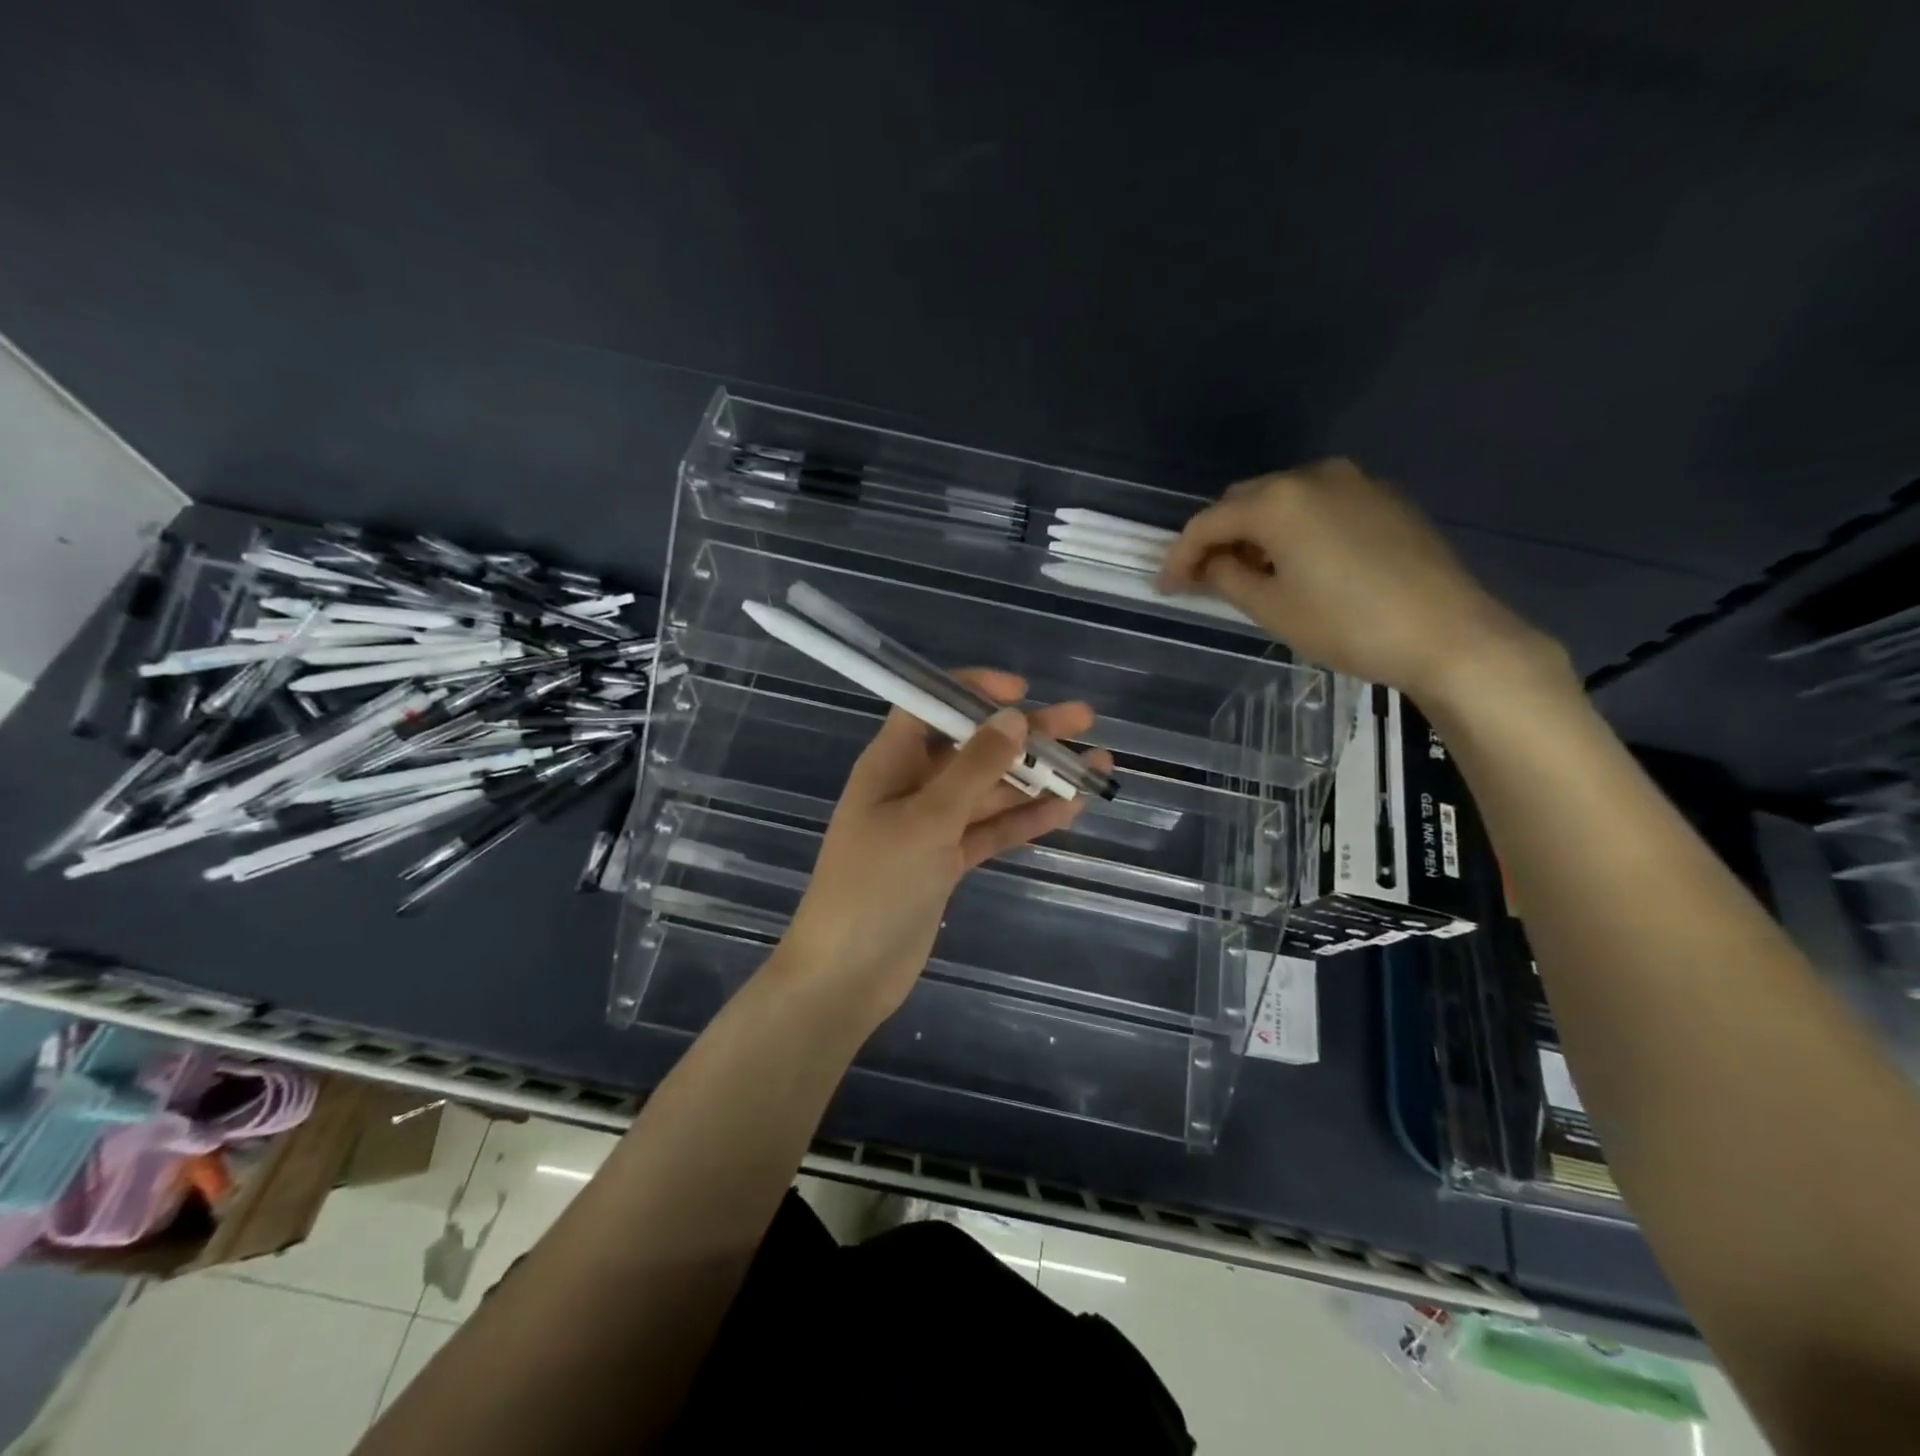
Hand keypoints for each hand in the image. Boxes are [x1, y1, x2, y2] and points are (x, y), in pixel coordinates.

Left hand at [779, 671, 1111, 1027]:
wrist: (848, 975)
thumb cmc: (875, 885)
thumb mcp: (926, 820)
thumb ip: (973, 768)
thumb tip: (1014, 717)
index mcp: (891, 763)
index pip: (930, 706)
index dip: (972, 691)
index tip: (1021, 692)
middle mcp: (912, 787)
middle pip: (974, 748)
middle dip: (1026, 734)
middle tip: (1084, 720)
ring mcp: (932, 827)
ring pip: (991, 791)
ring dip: (1038, 778)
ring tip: (1095, 766)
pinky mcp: (948, 863)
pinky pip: (993, 830)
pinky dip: (1026, 819)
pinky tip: (1068, 809)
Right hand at [1158, 459, 1563, 706]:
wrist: (1448, 633)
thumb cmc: (1348, 625)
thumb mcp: (1272, 609)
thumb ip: (1225, 578)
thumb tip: (1202, 566)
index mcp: (1279, 500)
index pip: (1209, 522)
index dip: (1180, 556)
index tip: (1166, 587)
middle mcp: (1313, 476)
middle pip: (1244, 501)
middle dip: (1219, 538)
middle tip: (1206, 580)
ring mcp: (1355, 482)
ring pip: (1283, 499)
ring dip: (1257, 532)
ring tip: (1253, 575)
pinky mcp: (1383, 498)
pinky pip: (1319, 504)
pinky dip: (1295, 528)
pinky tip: (1298, 563)